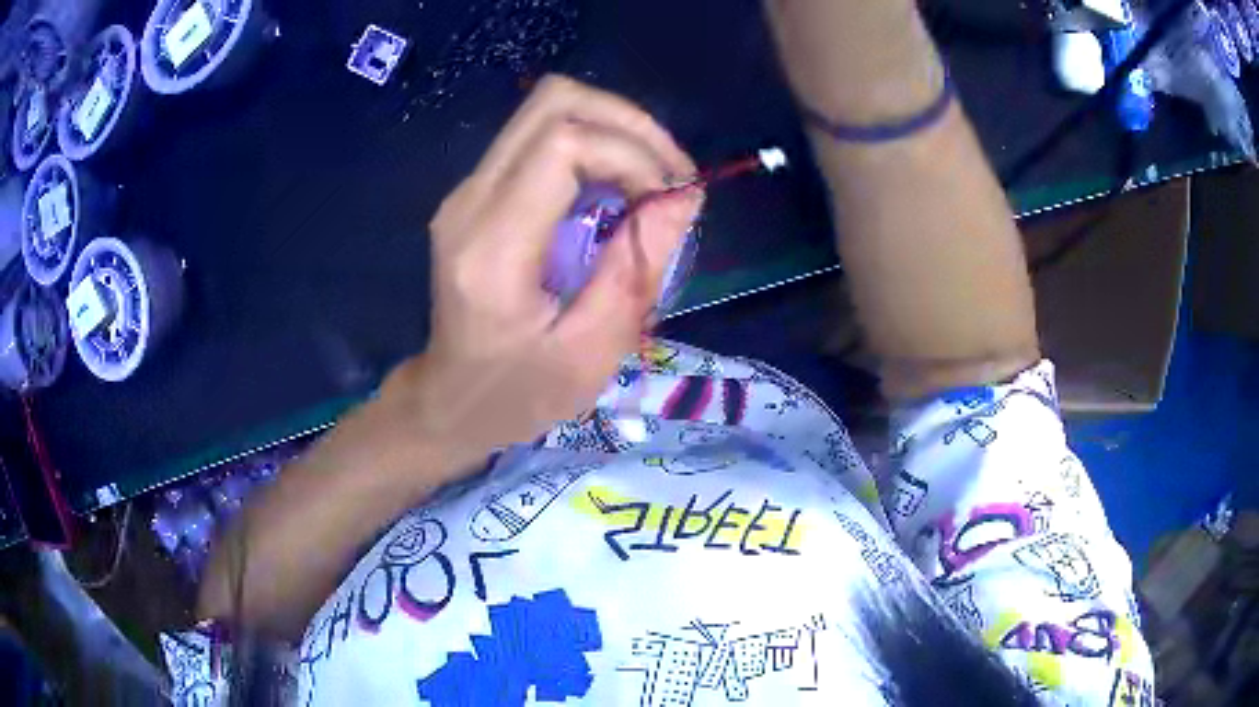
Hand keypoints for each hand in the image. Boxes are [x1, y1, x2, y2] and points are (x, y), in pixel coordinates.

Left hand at [386, 75, 700, 469]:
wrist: (452, 399)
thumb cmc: (520, 393)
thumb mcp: (593, 350)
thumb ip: (638, 266)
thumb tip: (685, 195)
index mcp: (493, 247)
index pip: (563, 143)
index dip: (632, 153)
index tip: (670, 199)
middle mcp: (470, 200)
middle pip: (553, 101)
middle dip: (628, 123)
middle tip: (671, 173)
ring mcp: (467, 190)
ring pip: (546, 108)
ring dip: (613, 129)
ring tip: (652, 179)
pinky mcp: (476, 191)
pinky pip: (540, 136)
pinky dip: (593, 145)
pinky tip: (618, 188)